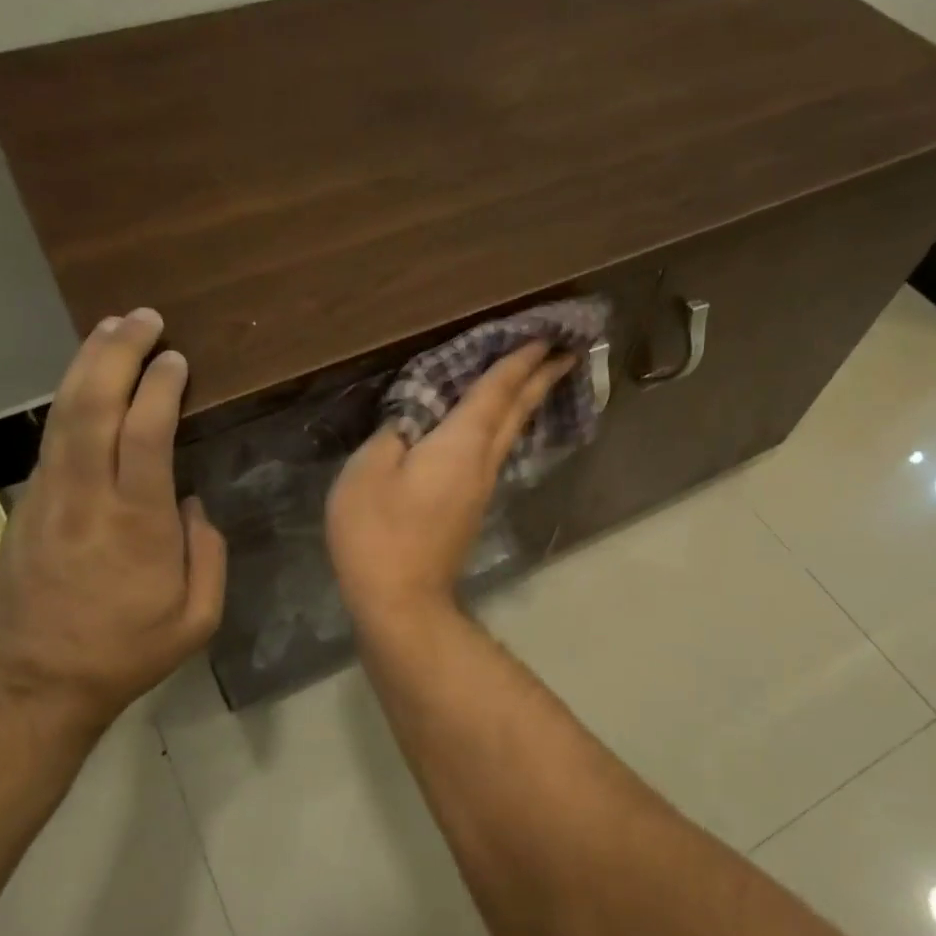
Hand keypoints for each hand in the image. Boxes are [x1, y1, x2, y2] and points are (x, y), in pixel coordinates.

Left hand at [0, 308, 225, 735]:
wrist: (38, 684)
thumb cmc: (128, 652)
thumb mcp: (198, 617)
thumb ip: (207, 552)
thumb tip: (190, 503)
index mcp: (137, 524)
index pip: (146, 433)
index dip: (160, 387)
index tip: (176, 358)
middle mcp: (87, 498)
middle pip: (94, 406)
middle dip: (117, 353)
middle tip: (142, 318)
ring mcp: (47, 498)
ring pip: (63, 415)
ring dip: (87, 365)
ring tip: (110, 329)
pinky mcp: (25, 505)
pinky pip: (51, 440)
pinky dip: (70, 400)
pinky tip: (85, 383)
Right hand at [326, 342, 573, 625]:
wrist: (401, 601)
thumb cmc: (379, 532)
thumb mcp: (368, 472)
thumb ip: (391, 434)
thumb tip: (411, 420)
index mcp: (461, 443)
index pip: (496, 390)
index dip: (519, 359)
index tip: (545, 334)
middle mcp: (482, 461)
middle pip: (517, 410)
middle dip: (541, 378)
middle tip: (567, 351)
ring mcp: (479, 488)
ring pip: (510, 432)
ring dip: (526, 401)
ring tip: (539, 378)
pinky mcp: (470, 508)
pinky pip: (494, 452)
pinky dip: (504, 426)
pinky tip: (497, 426)